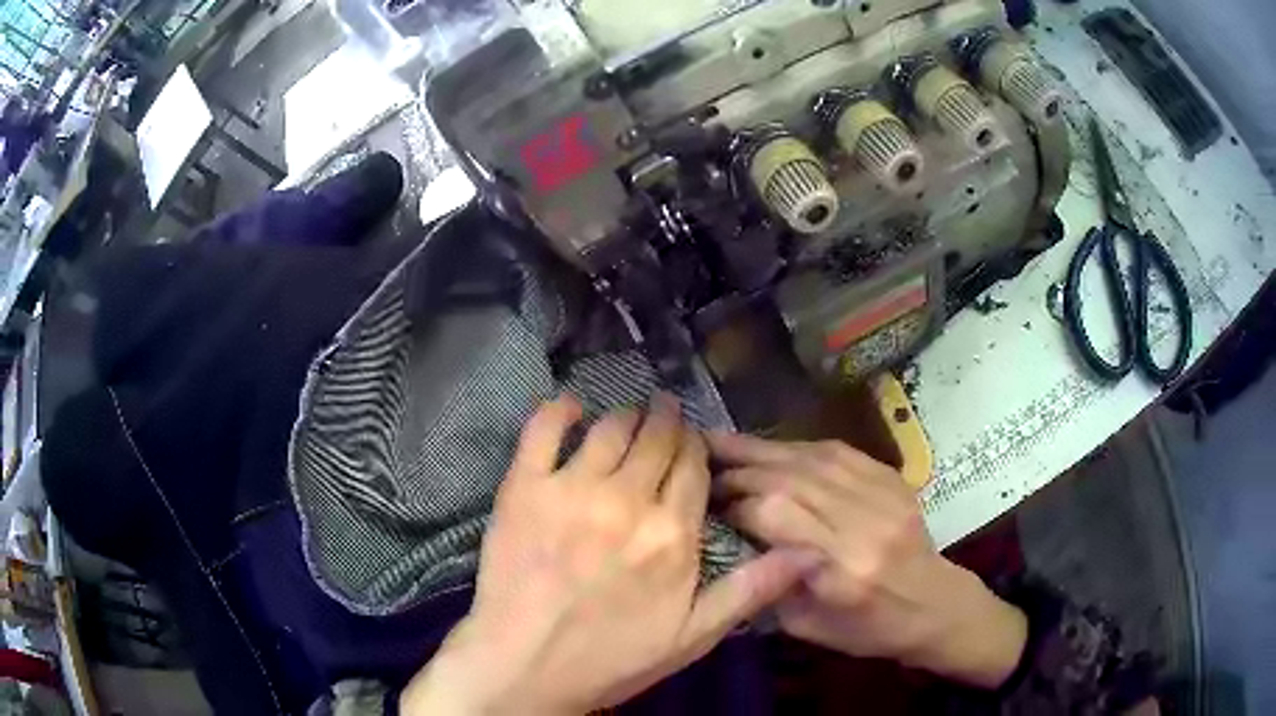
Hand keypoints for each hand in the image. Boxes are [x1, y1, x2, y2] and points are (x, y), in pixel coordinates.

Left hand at [401, 395, 815, 714]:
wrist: (525, 667)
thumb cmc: (611, 658)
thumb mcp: (692, 637)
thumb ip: (750, 590)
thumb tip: (810, 552)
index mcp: (673, 534)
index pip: (694, 468)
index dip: (695, 448)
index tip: (692, 442)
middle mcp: (627, 500)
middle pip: (656, 439)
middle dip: (666, 421)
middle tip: (664, 412)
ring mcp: (571, 489)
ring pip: (610, 429)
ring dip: (626, 415)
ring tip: (629, 414)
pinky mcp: (524, 488)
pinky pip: (542, 431)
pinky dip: (559, 411)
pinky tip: (571, 407)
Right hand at [709, 432, 1027, 688]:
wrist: (935, 605)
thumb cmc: (869, 629)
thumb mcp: (808, 628)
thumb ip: (770, 584)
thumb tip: (733, 540)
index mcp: (843, 571)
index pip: (776, 516)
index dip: (736, 504)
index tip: (708, 505)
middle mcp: (864, 524)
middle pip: (791, 480)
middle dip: (741, 469)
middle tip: (704, 465)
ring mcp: (884, 495)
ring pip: (812, 458)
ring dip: (763, 449)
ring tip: (724, 443)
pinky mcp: (893, 479)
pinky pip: (839, 451)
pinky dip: (799, 447)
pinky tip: (774, 448)